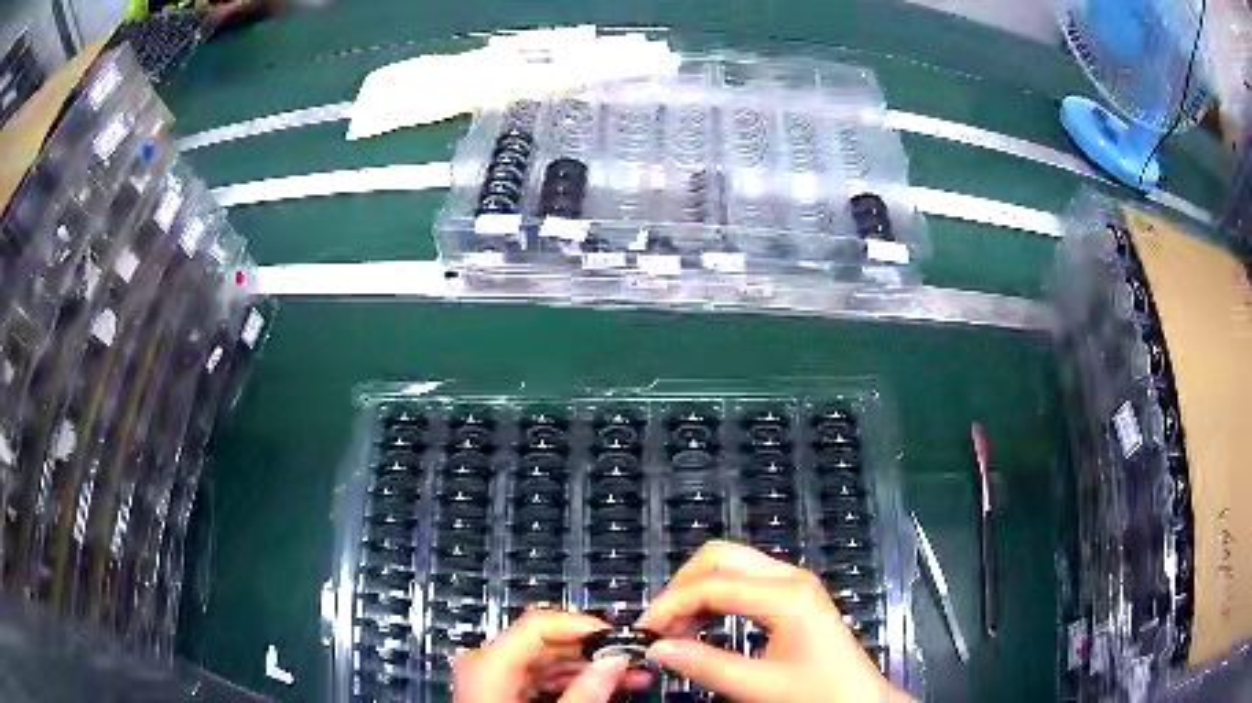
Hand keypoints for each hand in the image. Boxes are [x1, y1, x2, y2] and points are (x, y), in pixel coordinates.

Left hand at [453, 609, 645, 701]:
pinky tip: (602, 689)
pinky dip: (571, 682)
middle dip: (593, 651)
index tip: (621, 639)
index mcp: (488, 664)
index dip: (583, 626)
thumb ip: (585, 691)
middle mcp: (485, 664)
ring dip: (588, 668)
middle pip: (545, 642)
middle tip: (634, 661)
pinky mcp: (501, 691)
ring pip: (546, 661)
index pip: (539, 624)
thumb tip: (616, 660)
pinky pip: (539, 677)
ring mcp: (492, 678)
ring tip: (630, 678)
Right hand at [637, 541, 909, 702]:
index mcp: (786, 596)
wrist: (859, 699)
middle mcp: (789, 577)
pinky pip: (743, 580)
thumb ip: (704, 665)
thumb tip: (656, 649)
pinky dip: (715, 596)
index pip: (713, 584)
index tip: (645, 632)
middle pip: (720, 557)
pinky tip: (703, 626)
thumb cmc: (816, 693)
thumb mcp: (758, 687)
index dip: (672, 604)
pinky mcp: (793, 594)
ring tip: (677, 631)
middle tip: (661, 625)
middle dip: (682, 586)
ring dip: (696, 590)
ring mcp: (793, 582)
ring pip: (730, 564)